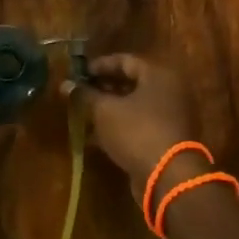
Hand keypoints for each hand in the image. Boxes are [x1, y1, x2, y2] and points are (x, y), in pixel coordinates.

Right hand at [73, 54, 200, 200]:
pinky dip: (121, 126)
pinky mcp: (169, 138)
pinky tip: (97, 136)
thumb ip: (85, 95)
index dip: (99, 65)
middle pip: (132, 82)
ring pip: (136, 105)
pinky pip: (141, 124)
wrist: (169, 177)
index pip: (125, 60)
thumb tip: (65, 84)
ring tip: (86, 113)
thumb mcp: (104, 111)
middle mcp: (170, 90)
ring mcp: (173, 115)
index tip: (79, 73)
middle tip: (81, 93)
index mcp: (158, 74)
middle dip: (104, 87)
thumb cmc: (137, 132)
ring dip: (111, 108)